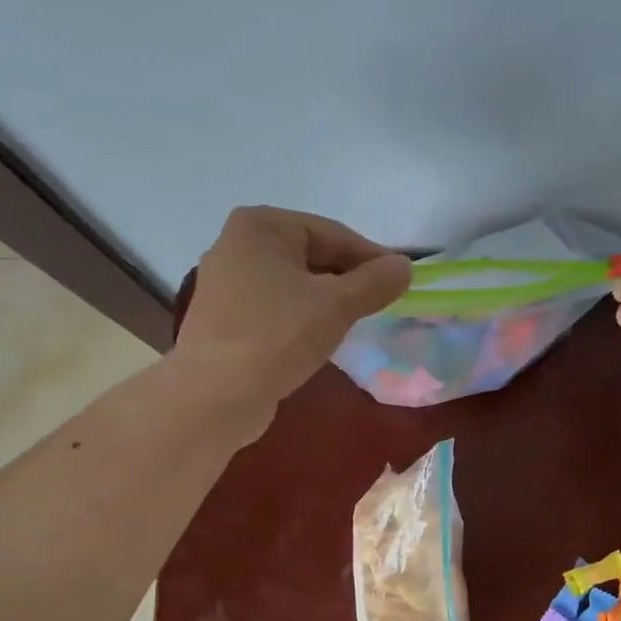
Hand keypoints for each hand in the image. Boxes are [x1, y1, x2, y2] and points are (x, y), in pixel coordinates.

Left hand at [173, 206, 411, 431]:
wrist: (216, 394)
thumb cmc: (279, 335)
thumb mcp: (337, 305)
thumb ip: (375, 282)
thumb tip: (404, 267)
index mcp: (261, 225)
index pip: (332, 233)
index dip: (371, 257)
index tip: (400, 281)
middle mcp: (236, 245)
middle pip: (310, 256)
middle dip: (347, 279)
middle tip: (380, 304)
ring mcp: (225, 284)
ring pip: (292, 285)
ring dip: (325, 301)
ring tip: (354, 323)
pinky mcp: (223, 319)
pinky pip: (274, 309)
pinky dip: (300, 318)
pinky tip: (318, 340)